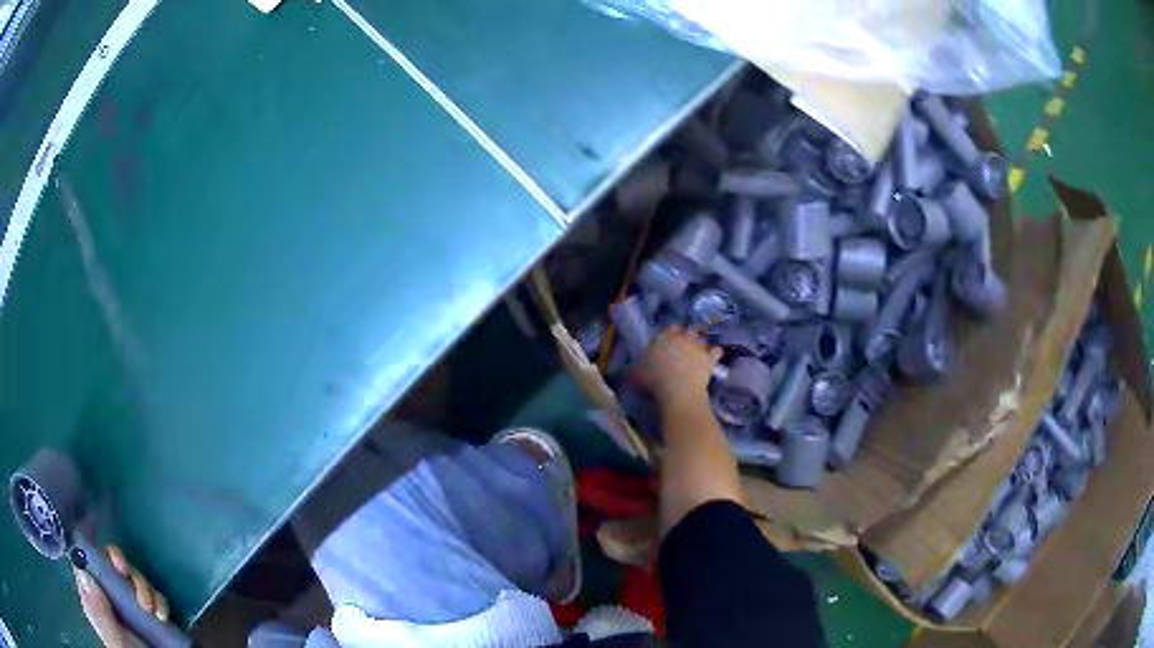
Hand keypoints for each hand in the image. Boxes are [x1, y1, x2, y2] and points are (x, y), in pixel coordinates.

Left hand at [75, 545, 170, 647]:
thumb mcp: (115, 641)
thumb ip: (99, 612)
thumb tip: (83, 571)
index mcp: (94, 601)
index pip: (86, 564)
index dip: (96, 553)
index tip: (114, 562)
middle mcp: (109, 599)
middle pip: (111, 566)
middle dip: (129, 573)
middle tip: (139, 593)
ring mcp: (130, 607)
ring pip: (133, 578)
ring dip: (146, 588)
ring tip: (156, 612)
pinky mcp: (150, 614)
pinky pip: (152, 594)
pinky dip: (159, 600)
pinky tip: (163, 615)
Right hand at [632, 326, 722, 407]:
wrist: (678, 389)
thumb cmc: (654, 379)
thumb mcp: (636, 374)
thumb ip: (633, 369)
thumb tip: (627, 371)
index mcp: (664, 336)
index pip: (670, 328)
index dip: (671, 335)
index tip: (669, 343)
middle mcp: (682, 337)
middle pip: (688, 332)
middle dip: (687, 338)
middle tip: (683, 350)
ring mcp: (698, 346)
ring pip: (702, 339)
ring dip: (701, 345)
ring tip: (698, 354)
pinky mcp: (710, 358)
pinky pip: (716, 351)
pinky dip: (715, 353)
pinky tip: (713, 358)